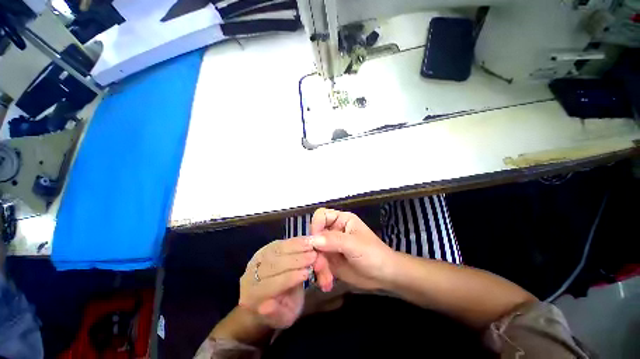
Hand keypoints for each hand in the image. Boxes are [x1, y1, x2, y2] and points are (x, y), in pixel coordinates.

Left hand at [239, 237, 318, 327]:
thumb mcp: (282, 319)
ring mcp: (257, 258)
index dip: (290, 277)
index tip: (308, 273)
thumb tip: (267, 305)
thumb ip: (275, 313)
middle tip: (313, 256)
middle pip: (274, 264)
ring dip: (296, 247)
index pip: (272, 284)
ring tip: (311, 246)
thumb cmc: (280, 308)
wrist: (269, 296)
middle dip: (296, 259)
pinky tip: (306, 240)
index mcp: (252, 296)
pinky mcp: (265, 248)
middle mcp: (250, 274)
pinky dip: (294, 241)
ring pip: (276, 250)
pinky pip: (280, 242)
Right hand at [310, 208, 395, 289]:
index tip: (314, 242)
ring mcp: (331, 246)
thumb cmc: (374, 254)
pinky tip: (327, 283)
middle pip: (315, 235)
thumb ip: (334, 240)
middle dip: (315, 251)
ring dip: (318, 265)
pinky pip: (319, 263)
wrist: (385, 276)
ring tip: (326, 279)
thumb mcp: (355, 245)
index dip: (316, 226)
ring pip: (315, 251)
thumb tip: (312, 240)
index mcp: (341, 220)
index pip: (321, 216)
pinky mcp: (331, 260)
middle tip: (319, 266)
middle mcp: (334, 230)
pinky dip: (321, 273)